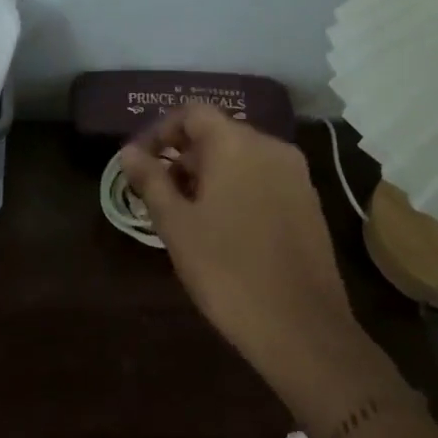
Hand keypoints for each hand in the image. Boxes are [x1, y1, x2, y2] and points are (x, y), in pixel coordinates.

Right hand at [120, 105, 364, 382]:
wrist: (299, 325)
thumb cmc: (226, 270)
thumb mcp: (176, 225)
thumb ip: (151, 181)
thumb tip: (128, 152)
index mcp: (237, 144)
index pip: (192, 112)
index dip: (160, 131)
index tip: (140, 163)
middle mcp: (272, 147)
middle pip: (219, 133)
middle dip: (183, 156)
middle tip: (158, 194)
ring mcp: (296, 175)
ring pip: (243, 158)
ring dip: (209, 174)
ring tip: (186, 214)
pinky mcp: (309, 202)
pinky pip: (264, 179)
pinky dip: (237, 189)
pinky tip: (223, 228)